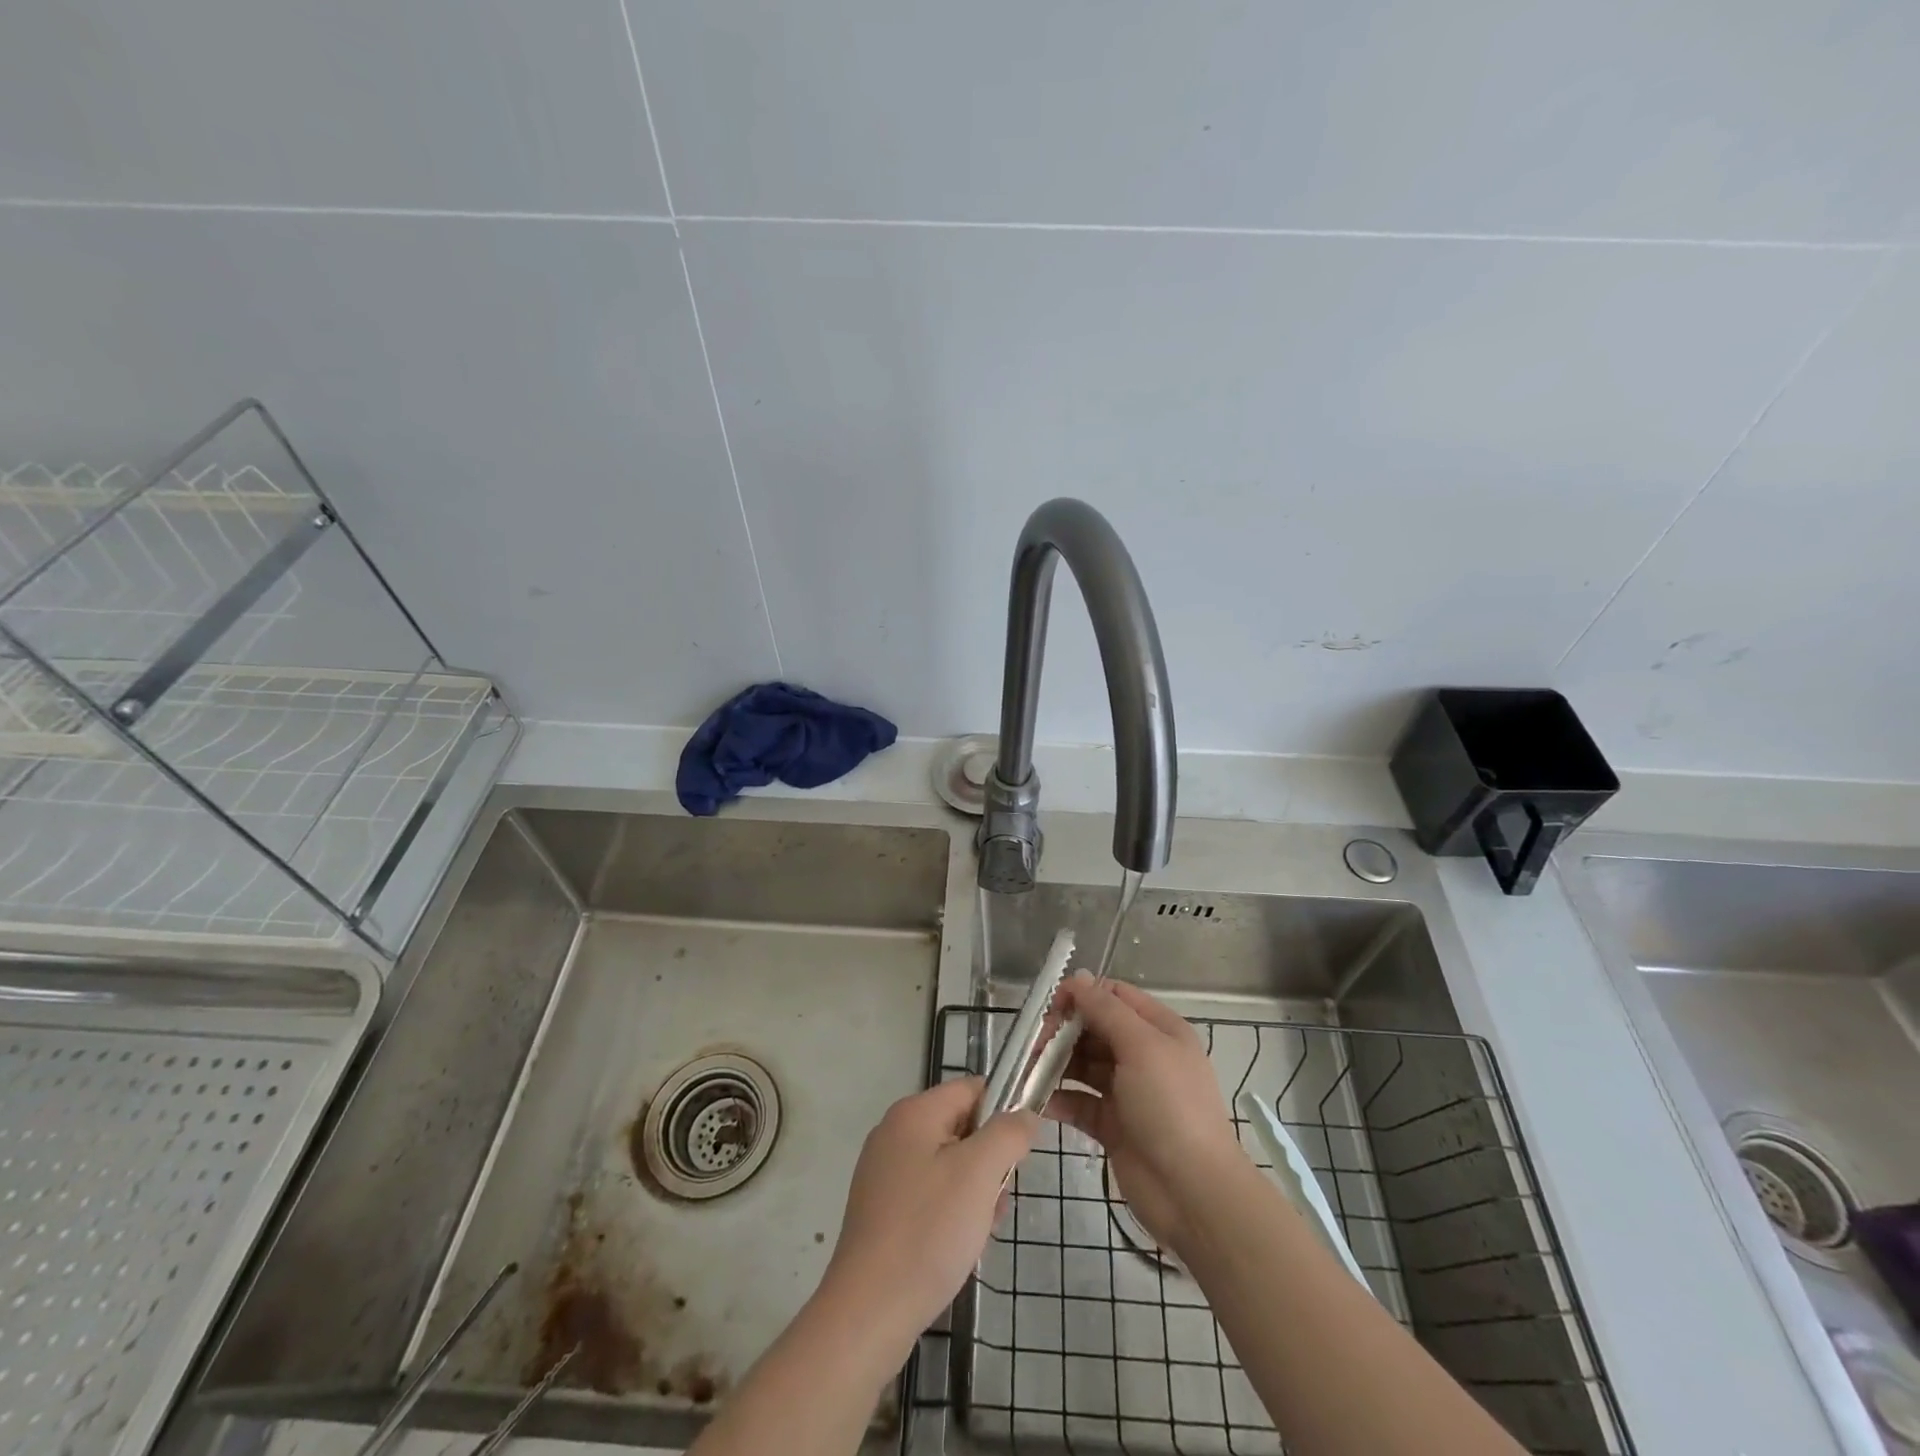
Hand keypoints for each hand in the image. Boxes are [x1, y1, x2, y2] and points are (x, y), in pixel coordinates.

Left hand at [816, 1077, 1036, 1363]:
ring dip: (975, 1192)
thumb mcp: (979, 1173)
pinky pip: (931, 1194)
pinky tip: (960, 1247)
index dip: (1004, 1111)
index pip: (972, 1089)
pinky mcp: (882, 1210)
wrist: (869, 1312)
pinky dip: (952, 1213)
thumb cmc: (928, 1231)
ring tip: (980, 1230)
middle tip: (998, 1199)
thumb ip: (1008, 1133)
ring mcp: (884, 1173)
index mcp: (913, 1113)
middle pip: (961, 1127)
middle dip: (989, 1161)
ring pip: (949, 1165)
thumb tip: (1023, 1114)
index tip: (1021, 1152)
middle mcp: (894, 1133)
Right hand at [1046, 974, 1247, 1255]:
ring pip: (1084, 1065)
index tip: (1051, 1006)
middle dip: (1064, 1031)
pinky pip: (1079, 1102)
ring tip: (1029, 1070)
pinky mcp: (1112, 1126)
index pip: (1115, 996)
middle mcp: (1144, 1056)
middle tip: (1035, 1044)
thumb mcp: (1142, 1047)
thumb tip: (1078, 978)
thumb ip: (1106, 1010)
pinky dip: (1058, 1099)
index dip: (1083, 995)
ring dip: (1056, 1064)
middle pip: (1095, 1029)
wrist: (1193, 1193)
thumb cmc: (1171, 1107)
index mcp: (1159, 1030)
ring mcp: (1127, 1092)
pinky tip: (1037, 1101)